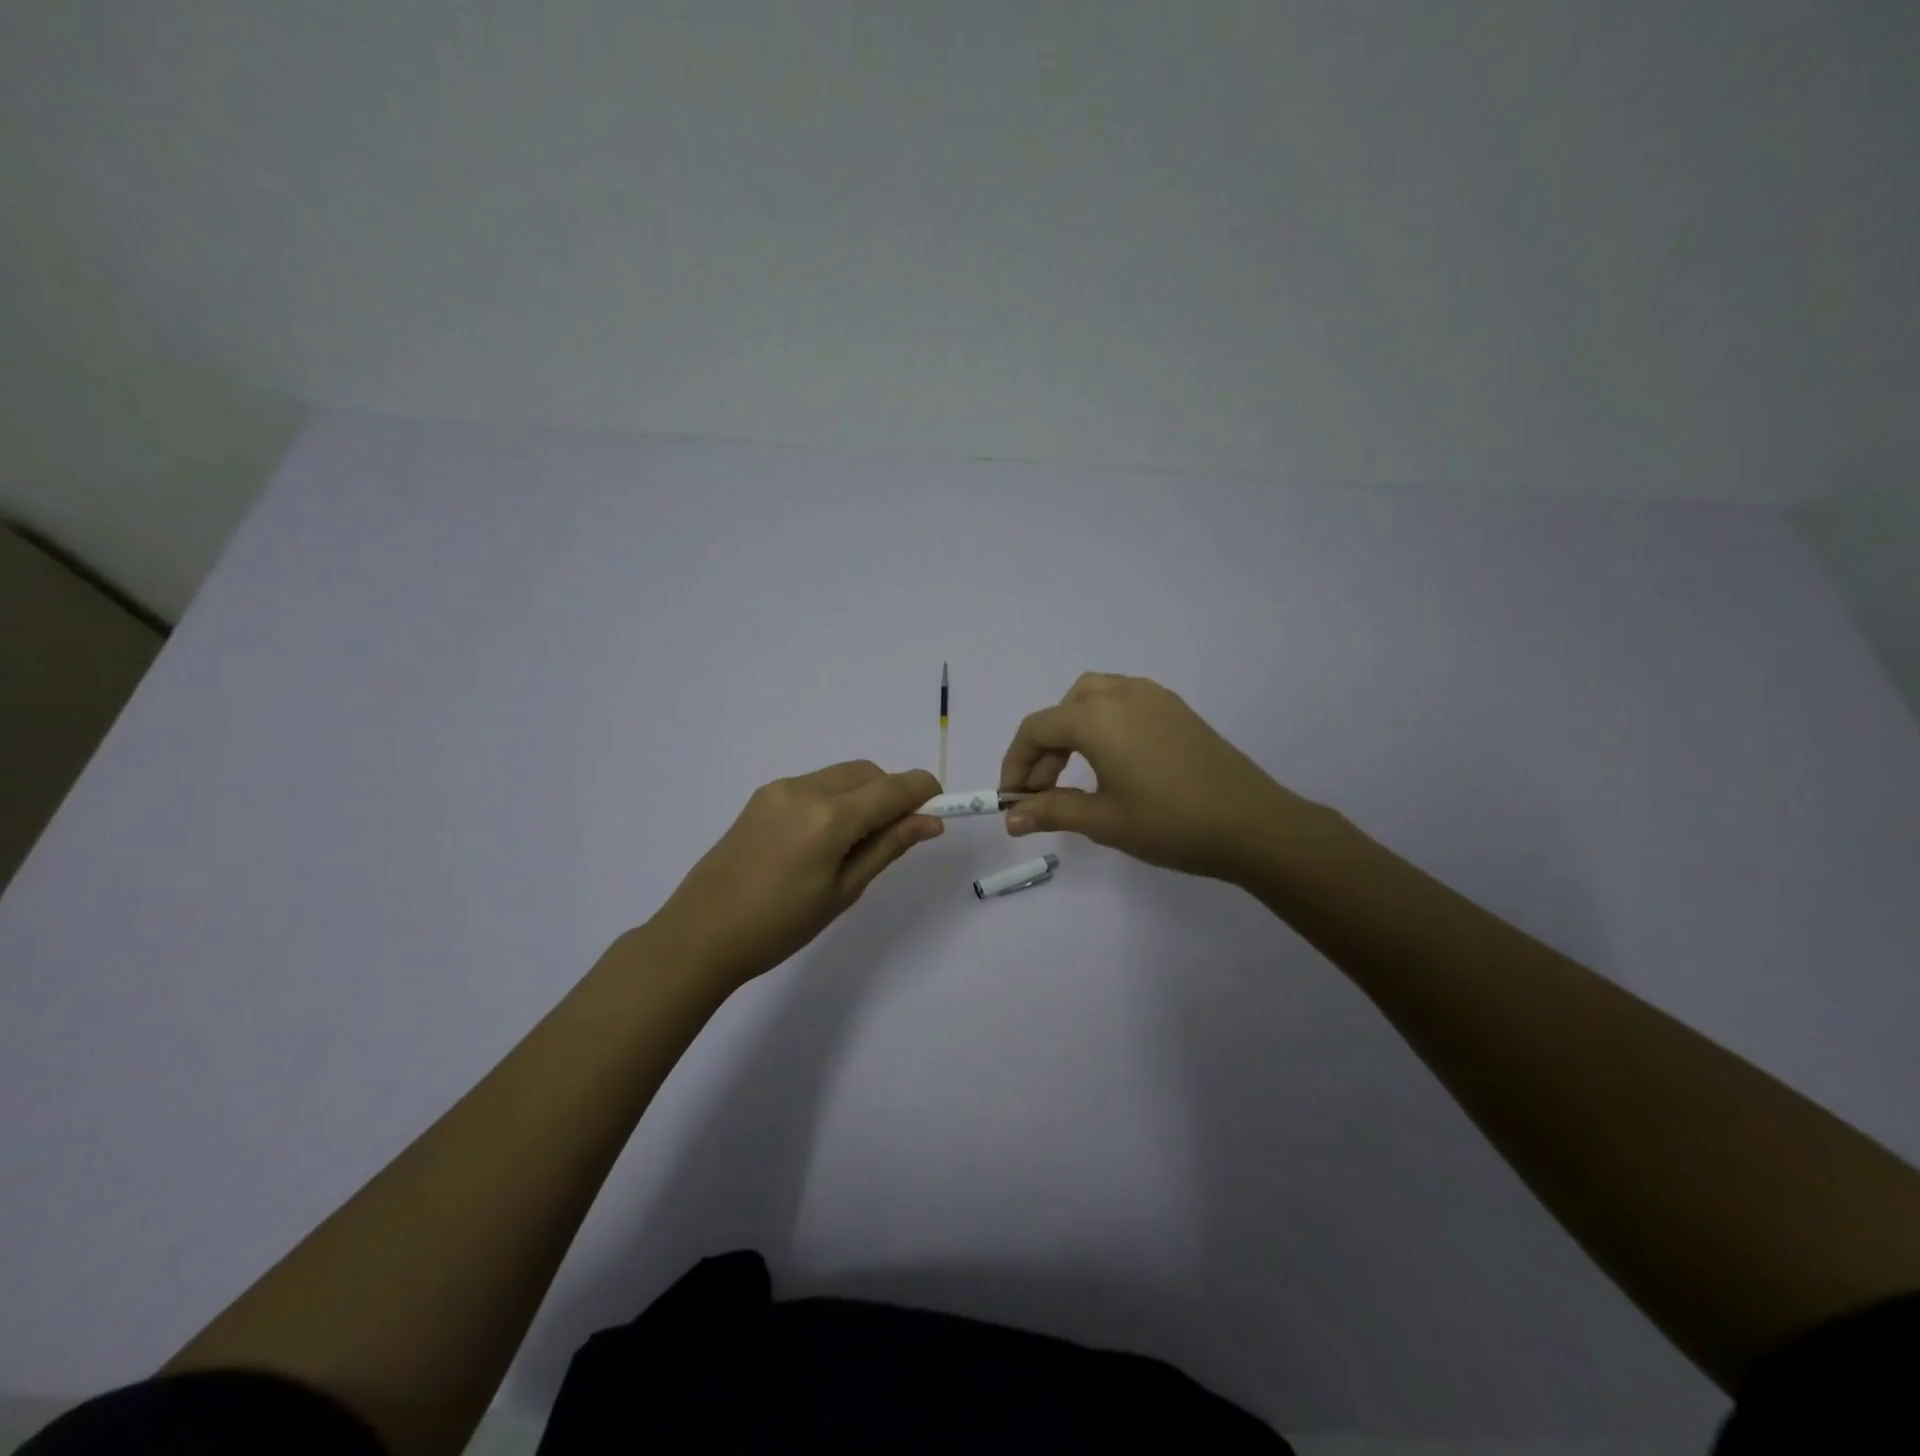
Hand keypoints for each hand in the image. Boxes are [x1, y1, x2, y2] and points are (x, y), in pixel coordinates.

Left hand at [645, 761, 942, 991]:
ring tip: (857, 843)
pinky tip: (825, 838)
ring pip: (842, 775)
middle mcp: (806, 788)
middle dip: (892, 793)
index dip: (924, 791)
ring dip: (864, 795)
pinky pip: (816, 784)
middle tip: (897, 836)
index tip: (941, 807)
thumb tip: (931, 822)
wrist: (701, 934)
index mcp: (829, 817)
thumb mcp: (844, 891)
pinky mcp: (763, 796)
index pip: (893, 787)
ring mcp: (780, 789)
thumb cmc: (780, 925)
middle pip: (869, 773)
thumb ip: (889, 847)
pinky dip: (836, 798)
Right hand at [999, 673, 1310, 882]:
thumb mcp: (1103, 820)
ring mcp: (1153, 697)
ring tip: (1075, 774)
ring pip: (1093, 699)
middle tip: (1043, 793)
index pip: (1036, 729)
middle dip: (1044, 750)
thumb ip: (1051, 811)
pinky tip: (1114, 762)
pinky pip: (1123, 703)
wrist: (1253, 824)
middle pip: (1063, 710)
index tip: (1012, 800)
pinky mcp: (1177, 709)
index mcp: (1096, 717)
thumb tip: (1011, 818)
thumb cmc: (1170, 823)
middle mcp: (1121, 694)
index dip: (1015, 764)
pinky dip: (1103, 725)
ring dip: (1072, 731)